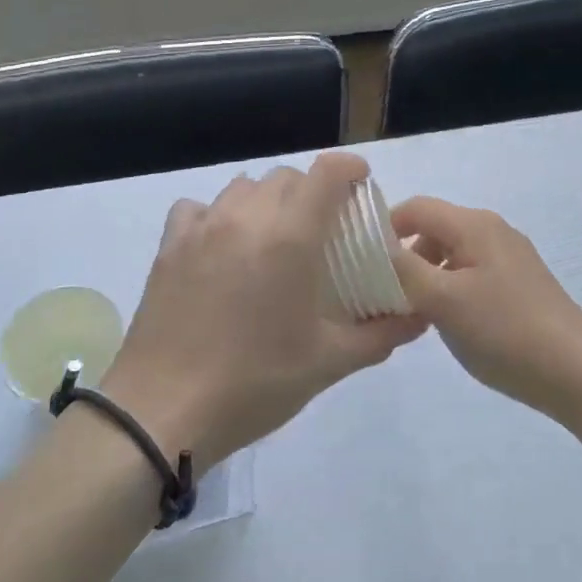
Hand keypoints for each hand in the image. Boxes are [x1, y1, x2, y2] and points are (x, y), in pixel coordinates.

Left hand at [102, 152, 427, 469]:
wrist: (161, 412)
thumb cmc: (255, 382)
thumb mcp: (329, 362)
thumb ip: (381, 334)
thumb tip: (420, 317)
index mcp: (291, 236)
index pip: (327, 172)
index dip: (351, 169)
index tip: (363, 185)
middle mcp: (247, 217)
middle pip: (287, 177)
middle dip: (312, 191)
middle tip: (322, 228)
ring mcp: (203, 228)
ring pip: (244, 187)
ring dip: (268, 201)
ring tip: (273, 237)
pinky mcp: (169, 246)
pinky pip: (198, 208)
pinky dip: (218, 215)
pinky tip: (221, 246)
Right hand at [388, 197, 581, 417]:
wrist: (575, 371)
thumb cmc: (504, 330)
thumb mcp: (442, 300)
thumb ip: (403, 268)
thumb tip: (374, 243)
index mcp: (474, 225)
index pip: (416, 207)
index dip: (384, 228)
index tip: (359, 262)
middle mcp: (493, 230)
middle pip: (434, 229)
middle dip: (404, 257)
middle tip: (383, 295)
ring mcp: (510, 257)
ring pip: (452, 254)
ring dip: (427, 276)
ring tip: (413, 315)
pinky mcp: (520, 283)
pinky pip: (472, 274)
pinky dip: (450, 289)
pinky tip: (448, 323)